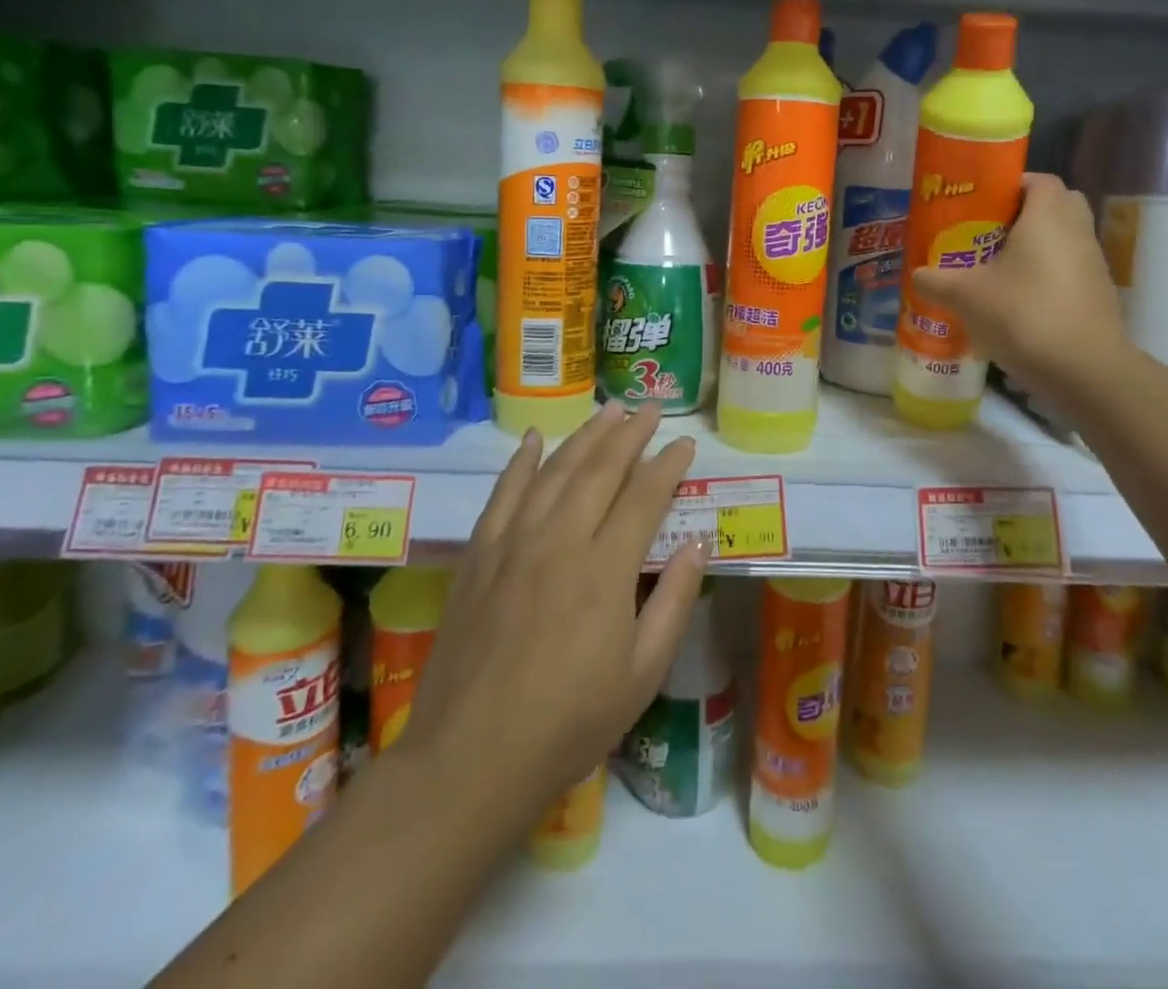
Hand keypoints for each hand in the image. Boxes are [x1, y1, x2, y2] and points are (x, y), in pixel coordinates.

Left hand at [395, 401, 702, 830]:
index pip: (644, 496)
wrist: (470, 759)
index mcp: (605, 570)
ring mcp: (513, 543)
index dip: (667, 465)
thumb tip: (697, 542)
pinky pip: (503, 493)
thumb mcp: (642, 674)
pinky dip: (521, 461)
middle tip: (650, 409)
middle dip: (630, 434)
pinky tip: (535, 439)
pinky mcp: (479, 555)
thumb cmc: (569, 722)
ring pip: (555, 471)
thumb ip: (674, 601)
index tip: (684, 443)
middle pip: (600, 469)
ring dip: (585, 436)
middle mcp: (560, 540)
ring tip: (609, 410)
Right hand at [911, 172, 1128, 393]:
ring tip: (995, 272)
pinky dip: (1046, 279)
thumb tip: (918, 275)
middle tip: (986, 234)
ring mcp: (1093, 264)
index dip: (1009, 186)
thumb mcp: (966, 296)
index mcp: (1048, 215)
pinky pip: (1068, 272)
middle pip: (1054, 206)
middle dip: (1022, 216)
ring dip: (1034, 250)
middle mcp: (1077, 230)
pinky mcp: (1098, 296)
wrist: (1084, 370)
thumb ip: (937, 281)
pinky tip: (1017, 305)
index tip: (980, 205)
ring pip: (1062, 241)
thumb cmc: (1023, 314)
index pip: (1037, 180)